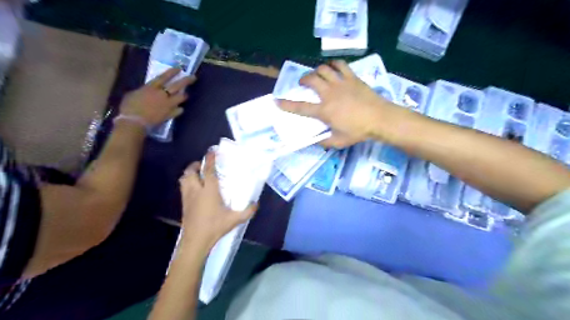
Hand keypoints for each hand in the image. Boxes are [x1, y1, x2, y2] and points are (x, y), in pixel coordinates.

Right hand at [119, 68, 197, 125]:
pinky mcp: (170, 114)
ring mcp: (168, 105)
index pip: (164, 77)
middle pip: (177, 86)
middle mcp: (162, 94)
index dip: (172, 72)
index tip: (180, 69)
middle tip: (194, 78)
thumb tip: (148, 90)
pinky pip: (179, 110)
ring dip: (184, 96)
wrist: (134, 121)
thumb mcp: (133, 94)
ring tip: (186, 94)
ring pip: (181, 98)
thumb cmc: (129, 107)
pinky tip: (180, 109)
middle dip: (186, 81)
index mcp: (151, 87)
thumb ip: (144, 91)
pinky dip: (180, 109)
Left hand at [177, 151, 257, 248]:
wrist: (195, 241)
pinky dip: (187, 182)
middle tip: (204, 165)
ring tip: (198, 174)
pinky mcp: (183, 204)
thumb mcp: (235, 219)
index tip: (212, 151)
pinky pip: (183, 187)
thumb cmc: (215, 227)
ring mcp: (187, 197)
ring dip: (190, 173)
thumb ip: (248, 211)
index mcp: (209, 191)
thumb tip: (256, 203)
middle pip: (190, 172)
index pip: (208, 170)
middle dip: (196, 165)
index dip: (209, 159)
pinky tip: (196, 188)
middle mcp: (196, 190)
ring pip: (184, 178)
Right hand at [276, 60, 399, 147]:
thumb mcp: (339, 141)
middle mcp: (329, 93)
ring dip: (317, 70)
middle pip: (311, 79)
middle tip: (303, 83)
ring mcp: (341, 83)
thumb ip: (324, 141)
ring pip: (324, 69)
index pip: (301, 107)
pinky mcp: (352, 78)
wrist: (380, 118)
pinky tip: (333, 68)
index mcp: (324, 110)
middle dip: (303, 79)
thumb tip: (315, 142)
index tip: (277, 101)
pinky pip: (340, 65)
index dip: (287, 104)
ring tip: (317, 75)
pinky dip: (334, 64)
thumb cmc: (359, 131)